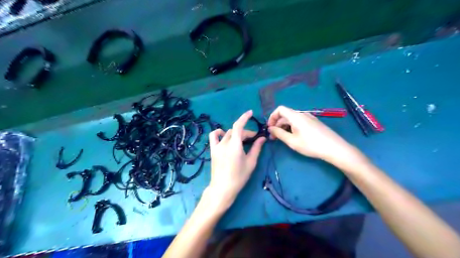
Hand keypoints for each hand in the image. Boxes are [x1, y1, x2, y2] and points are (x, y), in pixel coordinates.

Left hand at [207, 110, 263, 210]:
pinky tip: (224, 135)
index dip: (244, 117)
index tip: (250, 112)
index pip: (238, 126)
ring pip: (227, 134)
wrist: (223, 188)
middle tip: (254, 140)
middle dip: (246, 133)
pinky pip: (214, 136)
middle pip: (236, 131)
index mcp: (235, 145)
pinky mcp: (213, 150)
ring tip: (242, 140)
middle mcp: (224, 143)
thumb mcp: (251, 162)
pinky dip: (219, 133)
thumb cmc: (239, 177)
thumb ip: (256, 148)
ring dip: (236, 134)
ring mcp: (217, 146)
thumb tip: (262, 138)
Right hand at [268, 105, 360, 163]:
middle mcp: (302, 114)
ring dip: (284, 127)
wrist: (334, 148)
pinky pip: (299, 122)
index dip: (272, 117)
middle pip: (285, 115)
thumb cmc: (311, 145)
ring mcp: (309, 118)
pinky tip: (293, 137)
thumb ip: (279, 133)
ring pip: (292, 119)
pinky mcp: (314, 123)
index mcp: (295, 116)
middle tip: (274, 137)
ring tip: (282, 138)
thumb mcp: (292, 141)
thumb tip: (270, 128)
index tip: (270, 128)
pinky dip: (292, 127)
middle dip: (277, 124)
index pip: (280, 109)